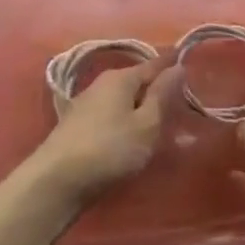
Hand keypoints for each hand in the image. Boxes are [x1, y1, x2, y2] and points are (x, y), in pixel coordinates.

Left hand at [28, 56, 182, 206]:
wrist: (56, 181)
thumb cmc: (110, 149)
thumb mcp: (146, 124)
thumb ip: (162, 95)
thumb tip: (177, 66)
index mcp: (121, 77)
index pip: (154, 64)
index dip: (172, 65)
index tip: (188, 65)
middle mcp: (101, 83)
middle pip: (136, 80)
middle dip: (155, 88)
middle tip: (176, 102)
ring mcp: (86, 103)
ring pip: (121, 98)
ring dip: (138, 106)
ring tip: (155, 122)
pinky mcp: (76, 125)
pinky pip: (109, 114)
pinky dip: (123, 119)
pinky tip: (128, 136)